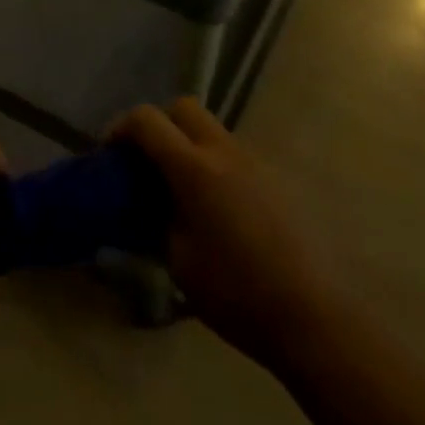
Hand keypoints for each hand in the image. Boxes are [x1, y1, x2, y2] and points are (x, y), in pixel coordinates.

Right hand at [113, 98, 335, 369]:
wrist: (313, 317)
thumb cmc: (236, 293)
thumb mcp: (179, 261)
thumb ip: (158, 220)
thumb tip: (149, 206)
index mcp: (194, 169)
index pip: (148, 120)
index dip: (122, 127)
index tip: (110, 153)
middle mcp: (225, 152)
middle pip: (184, 108)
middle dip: (159, 124)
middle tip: (147, 160)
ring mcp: (256, 163)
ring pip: (213, 130)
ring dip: (189, 145)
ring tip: (182, 191)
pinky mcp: (278, 181)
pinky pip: (236, 156)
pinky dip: (216, 166)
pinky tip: (218, 211)